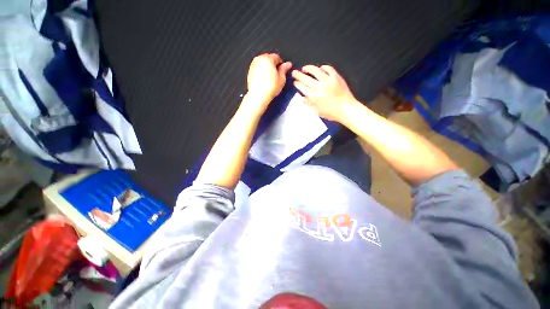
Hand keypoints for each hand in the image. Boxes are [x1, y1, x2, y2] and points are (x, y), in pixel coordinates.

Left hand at [246, 53, 291, 106]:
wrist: (258, 96)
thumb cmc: (270, 88)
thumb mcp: (281, 79)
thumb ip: (284, 69)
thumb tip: (288, 64)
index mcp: (268, 59)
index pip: (277, 57)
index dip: (281, 64)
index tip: (282, 71)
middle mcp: (259, 59)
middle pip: (269, 58)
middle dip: (273, 65)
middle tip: (277, 75)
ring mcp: (253, 65)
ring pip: (263, 63)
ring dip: (267, 68)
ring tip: (271, 79)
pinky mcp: (250, 71)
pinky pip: (258, 68)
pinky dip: (261, 72)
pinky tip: (264, 80)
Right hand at [292, 65, 357, 121]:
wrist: (346, 109)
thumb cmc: (331, 113)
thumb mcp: (317, 111)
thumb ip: (308, 104)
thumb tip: (301, 98)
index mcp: (313, 96)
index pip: (301, 87)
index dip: (297, 83)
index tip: (294, 82)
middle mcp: (318, 86)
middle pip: (305, 78)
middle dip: (298, 75)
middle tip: (294, 72)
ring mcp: (327, 80)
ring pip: (315, 70)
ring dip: (308, 68)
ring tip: (304, 68)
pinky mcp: (335, 77)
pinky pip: (328, 69)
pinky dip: (323, 67)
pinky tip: (320, 68)